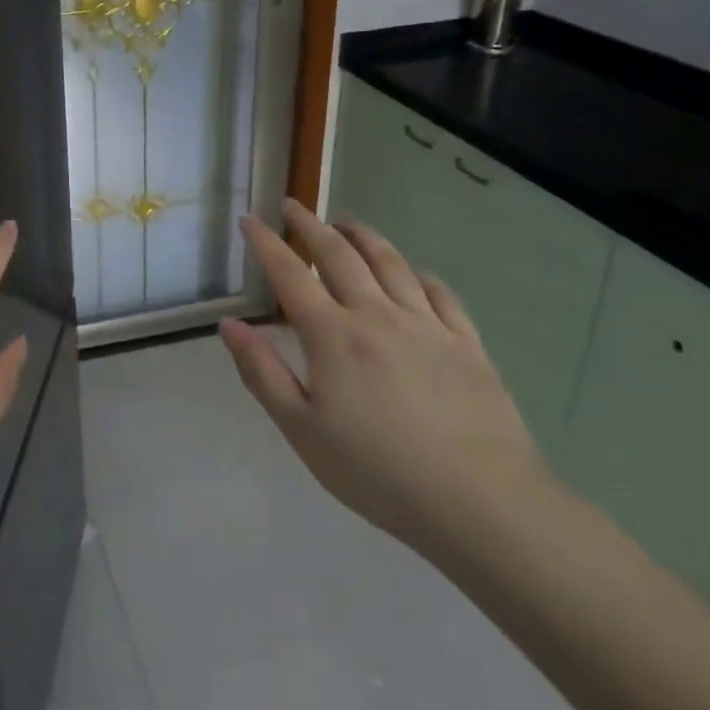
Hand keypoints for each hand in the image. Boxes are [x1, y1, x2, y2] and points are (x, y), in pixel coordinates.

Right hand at [220, 200, 550, 559]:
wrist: (481, 503)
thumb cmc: (377, 471)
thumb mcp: (301, 429)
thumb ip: (261, 372)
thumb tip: (229, 325)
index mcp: (332, 334)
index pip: (290, 274)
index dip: (266, 243)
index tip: (250, 219)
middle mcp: (376, 314)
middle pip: (339, 255)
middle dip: (311, 226)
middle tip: (294, 206)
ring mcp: (427, 325)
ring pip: (390, 262)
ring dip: (363, 235)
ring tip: (346, 222)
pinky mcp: (467, 343)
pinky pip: (440, 293)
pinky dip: (419, 273)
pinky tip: (414, 272)